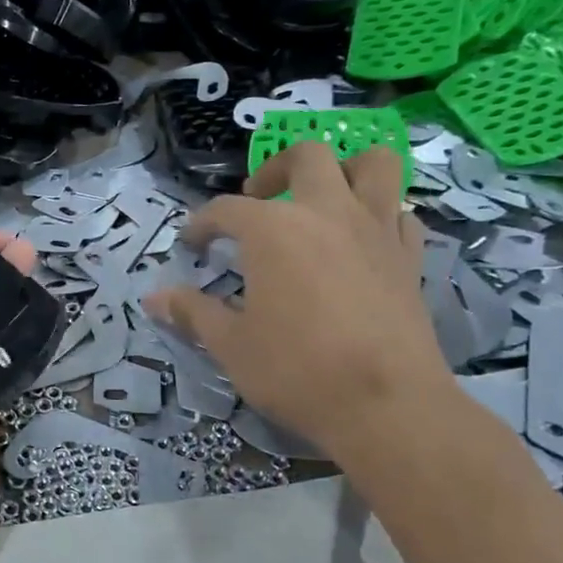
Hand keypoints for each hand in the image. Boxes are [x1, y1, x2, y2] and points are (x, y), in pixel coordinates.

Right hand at [143, 143, 452, 459]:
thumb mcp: (230, 345)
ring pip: (373, 164)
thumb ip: (192, 312)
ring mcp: (376, 230)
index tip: (191, 244)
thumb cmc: (296, 370)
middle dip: (274, 169)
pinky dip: (381, 214)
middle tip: (258, 199)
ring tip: (321, 197)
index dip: (202, 224)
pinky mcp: (410, 256)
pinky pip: (400, 213)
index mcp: (273, 230)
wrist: (386, 406)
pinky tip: (361, 241)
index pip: (226, 210)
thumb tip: (153, 298)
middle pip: (305, 157)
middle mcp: (326, 213)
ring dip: (344, 168)